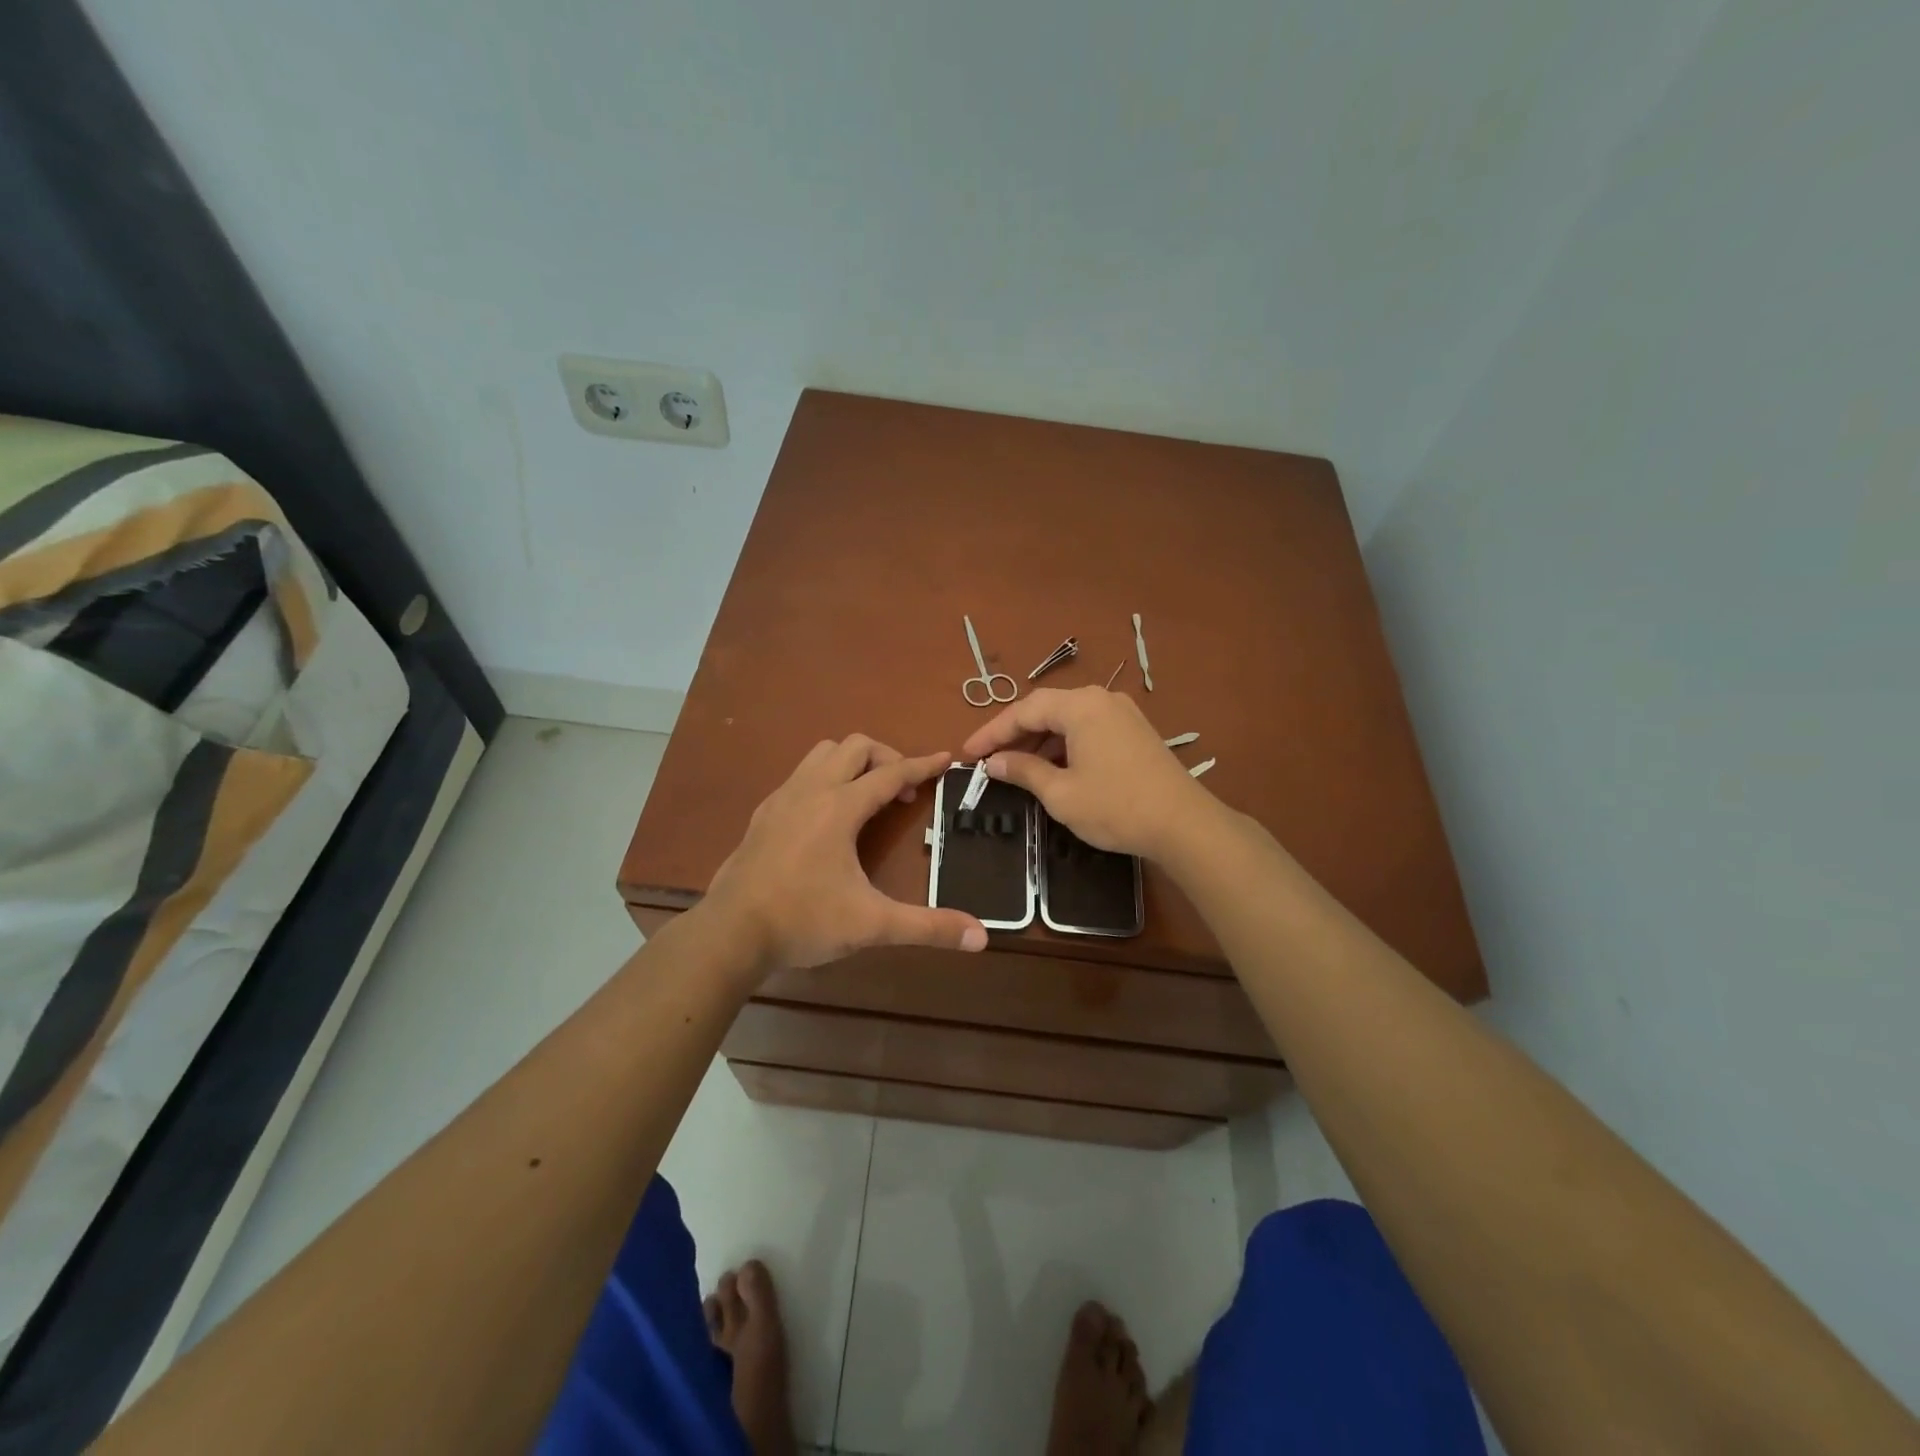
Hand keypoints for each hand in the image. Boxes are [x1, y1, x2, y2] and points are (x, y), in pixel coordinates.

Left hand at [702, 735, 987, 979]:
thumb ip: (928, 927)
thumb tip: (981, 937)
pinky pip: (801, 774)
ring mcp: (782, 798)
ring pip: (823, 753)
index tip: (946, 759)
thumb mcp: (871, 925)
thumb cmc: (803, 921)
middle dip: (887, 758)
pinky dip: (826, 778)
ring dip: (852, 763)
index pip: (891, 773)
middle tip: (903, 792)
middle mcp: (811, 790)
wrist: (730, 932)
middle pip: (855, 747)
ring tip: (868, 796)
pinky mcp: (763, 813)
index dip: (923, 765)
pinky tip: (829, 816)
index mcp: (840, 807)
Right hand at [961, 687, 1213, 858]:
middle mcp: (1101, 699)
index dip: (992, 732)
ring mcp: (1122, 714)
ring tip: (1015, 766)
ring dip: (1040, 740)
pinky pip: (1088, 729)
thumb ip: (1023, 771)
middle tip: (988, 759)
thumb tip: (994, 762)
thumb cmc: (1115, 807)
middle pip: (1046, 709)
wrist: (1184, 824)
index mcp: (1080, 706)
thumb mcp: (1060, 793)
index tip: (968, 753)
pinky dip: (1064, 745)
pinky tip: (1053, 768)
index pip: (1024, 710)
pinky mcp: (1135, 731)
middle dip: (1015, 734)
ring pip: (1068, 720)